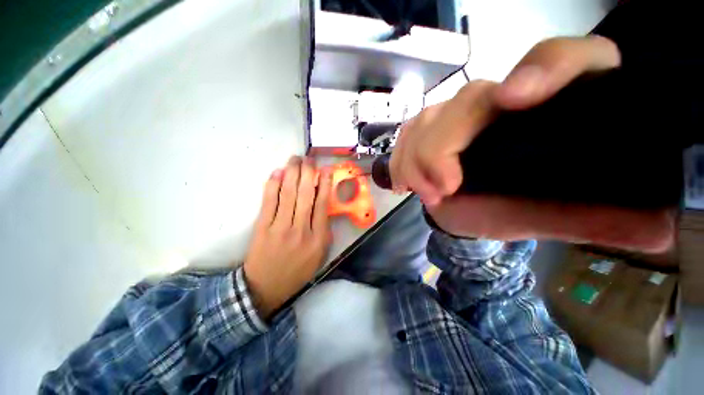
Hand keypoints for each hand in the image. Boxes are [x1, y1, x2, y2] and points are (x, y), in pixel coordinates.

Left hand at [243, 156, 331, 317]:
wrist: (266, 287)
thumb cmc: (297, 270)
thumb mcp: (320, 255)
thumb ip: (324, 231)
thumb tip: (323, 206)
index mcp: (317, 238)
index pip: (322, 204)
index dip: (324, 184)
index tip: (325, 170)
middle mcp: (301, 230)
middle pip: (305, 195)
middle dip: (307, 173)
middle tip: (308, 158)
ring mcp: (280, 227)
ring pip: (287, 194)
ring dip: (291, 173)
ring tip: (294, 159)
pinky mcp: (262, 227)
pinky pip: (269, 202)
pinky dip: (273, 185)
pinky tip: (277, 172)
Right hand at [390, 36, 620, 205]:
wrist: (473, 205)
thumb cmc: (516, 206)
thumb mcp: (558, 214)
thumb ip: (601, 217)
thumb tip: (658, 227)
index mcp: (551, 105)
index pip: (561, 57)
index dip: (542, 69)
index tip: (512, 99)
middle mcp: (499, 98)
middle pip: (467, 101)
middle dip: (443, 149)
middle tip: (442, 191)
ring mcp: (455, 112)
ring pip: (426, 119)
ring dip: (417, 159)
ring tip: (424, 192)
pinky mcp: (427, 128)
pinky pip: (406, 134)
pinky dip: (401, 158)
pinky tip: (404, 180)